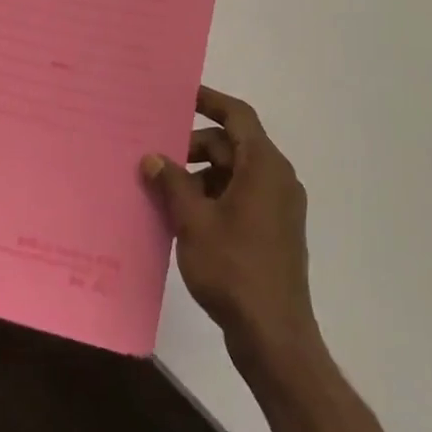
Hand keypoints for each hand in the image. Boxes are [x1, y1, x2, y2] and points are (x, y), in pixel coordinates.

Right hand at [142, 86, 321, 370]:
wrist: (275, 336)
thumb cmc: (234, 270)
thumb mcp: (193, 222)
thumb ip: (172, 184)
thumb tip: (152, 157)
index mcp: (264, 166)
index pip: (238, 116)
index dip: (210, 101)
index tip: (181, 95)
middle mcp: (277, 179)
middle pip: (233, 145)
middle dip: (195, 147)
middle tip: (158, 158)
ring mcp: (279, 207)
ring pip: (235, 173)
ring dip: (202, 176)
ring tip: (165, 192)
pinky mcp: (274, 231)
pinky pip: (241, 197)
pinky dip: (214, 197)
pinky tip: (185, 217)